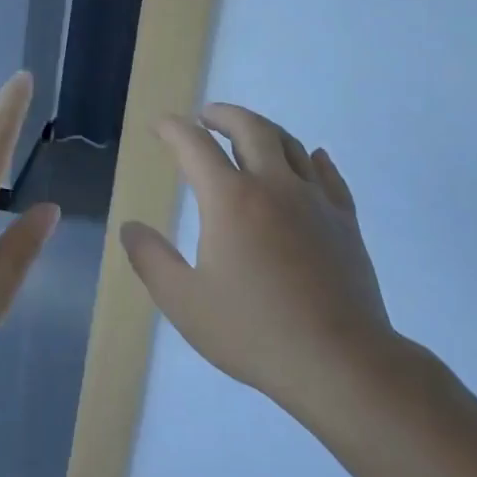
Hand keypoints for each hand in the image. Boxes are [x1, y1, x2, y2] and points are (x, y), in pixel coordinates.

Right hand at [120, 103, 399, 421]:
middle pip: (250, 129)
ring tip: (249, 133)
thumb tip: (131, 227)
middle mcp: (274, 186)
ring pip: (291, 145)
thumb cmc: (253, 331)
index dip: (174, 130)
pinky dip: (313, 159)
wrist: (339, 361)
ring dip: (265, 130)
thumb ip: (151, 259)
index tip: (161, 125)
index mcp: (230, 200)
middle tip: (206, 116)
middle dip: (224, 115)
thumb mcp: (183, 301)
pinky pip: (329, 175)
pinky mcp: (345, 222)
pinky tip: (312, 158)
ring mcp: (315, 201)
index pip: (195, 147)